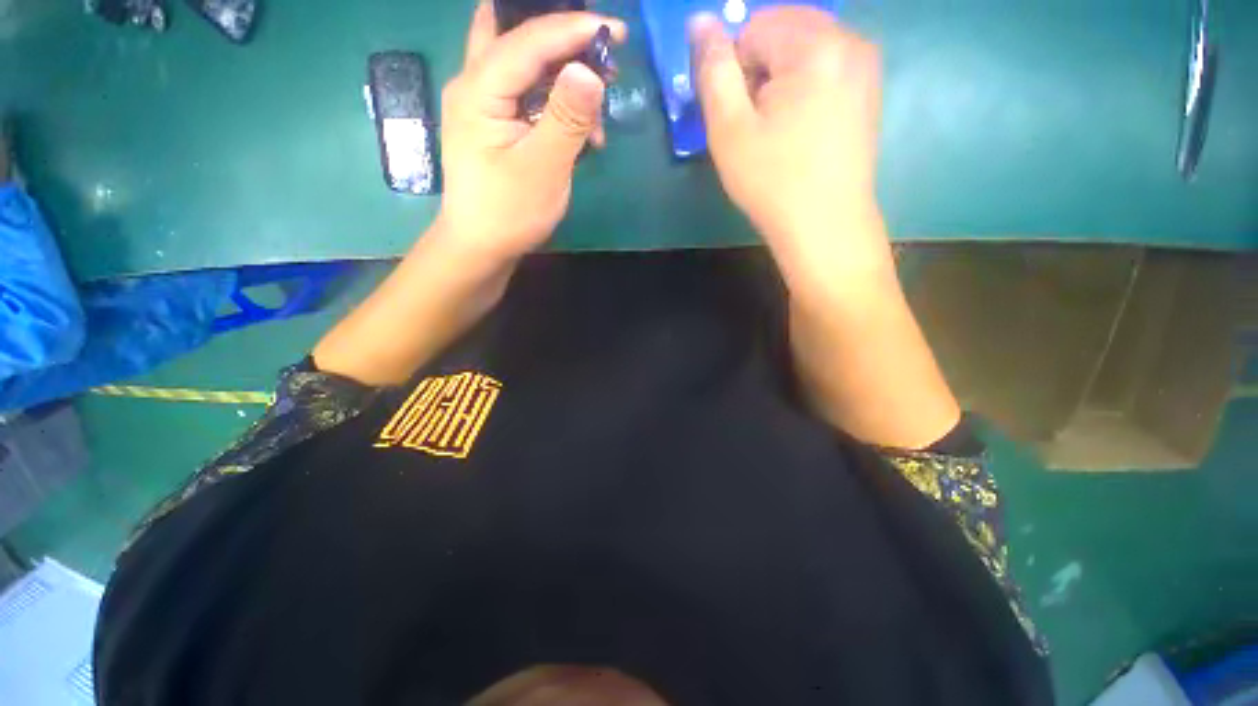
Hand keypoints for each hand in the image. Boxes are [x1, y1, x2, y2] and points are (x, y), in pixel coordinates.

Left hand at [437, 3, 626, 261]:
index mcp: (479, 90)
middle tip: (599, 50)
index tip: (617, 31)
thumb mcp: (543, 169)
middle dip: (560, 37)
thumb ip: (566, 119)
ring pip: (524, 64)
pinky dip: (556, 102)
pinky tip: (581, 130)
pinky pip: (527, 95)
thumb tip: (590, 71)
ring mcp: (483, 105)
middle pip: (515, 35)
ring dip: (562, 72)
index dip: (574, 29)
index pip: (528, 39)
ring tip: (598, 98)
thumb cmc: (509, 213)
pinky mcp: (495, 124)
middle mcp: (475, 85)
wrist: (481, 247)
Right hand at [690, 9, 887, 273]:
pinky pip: (825, 69)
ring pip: (803, 51)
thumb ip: (713, 70)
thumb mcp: (729, 130)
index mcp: (816, 45)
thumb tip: (700, 21)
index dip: (736, 71)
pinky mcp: (869, 90)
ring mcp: (866, 66)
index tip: (739, 116)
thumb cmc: (772, 182)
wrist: (824, 226)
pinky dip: (803, 89)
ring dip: (780, 81)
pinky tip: (800, 130)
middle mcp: (850, 41)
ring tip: (778, 130)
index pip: (754, 27)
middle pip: (783, 31)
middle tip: (756, 123)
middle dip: (760, 70)